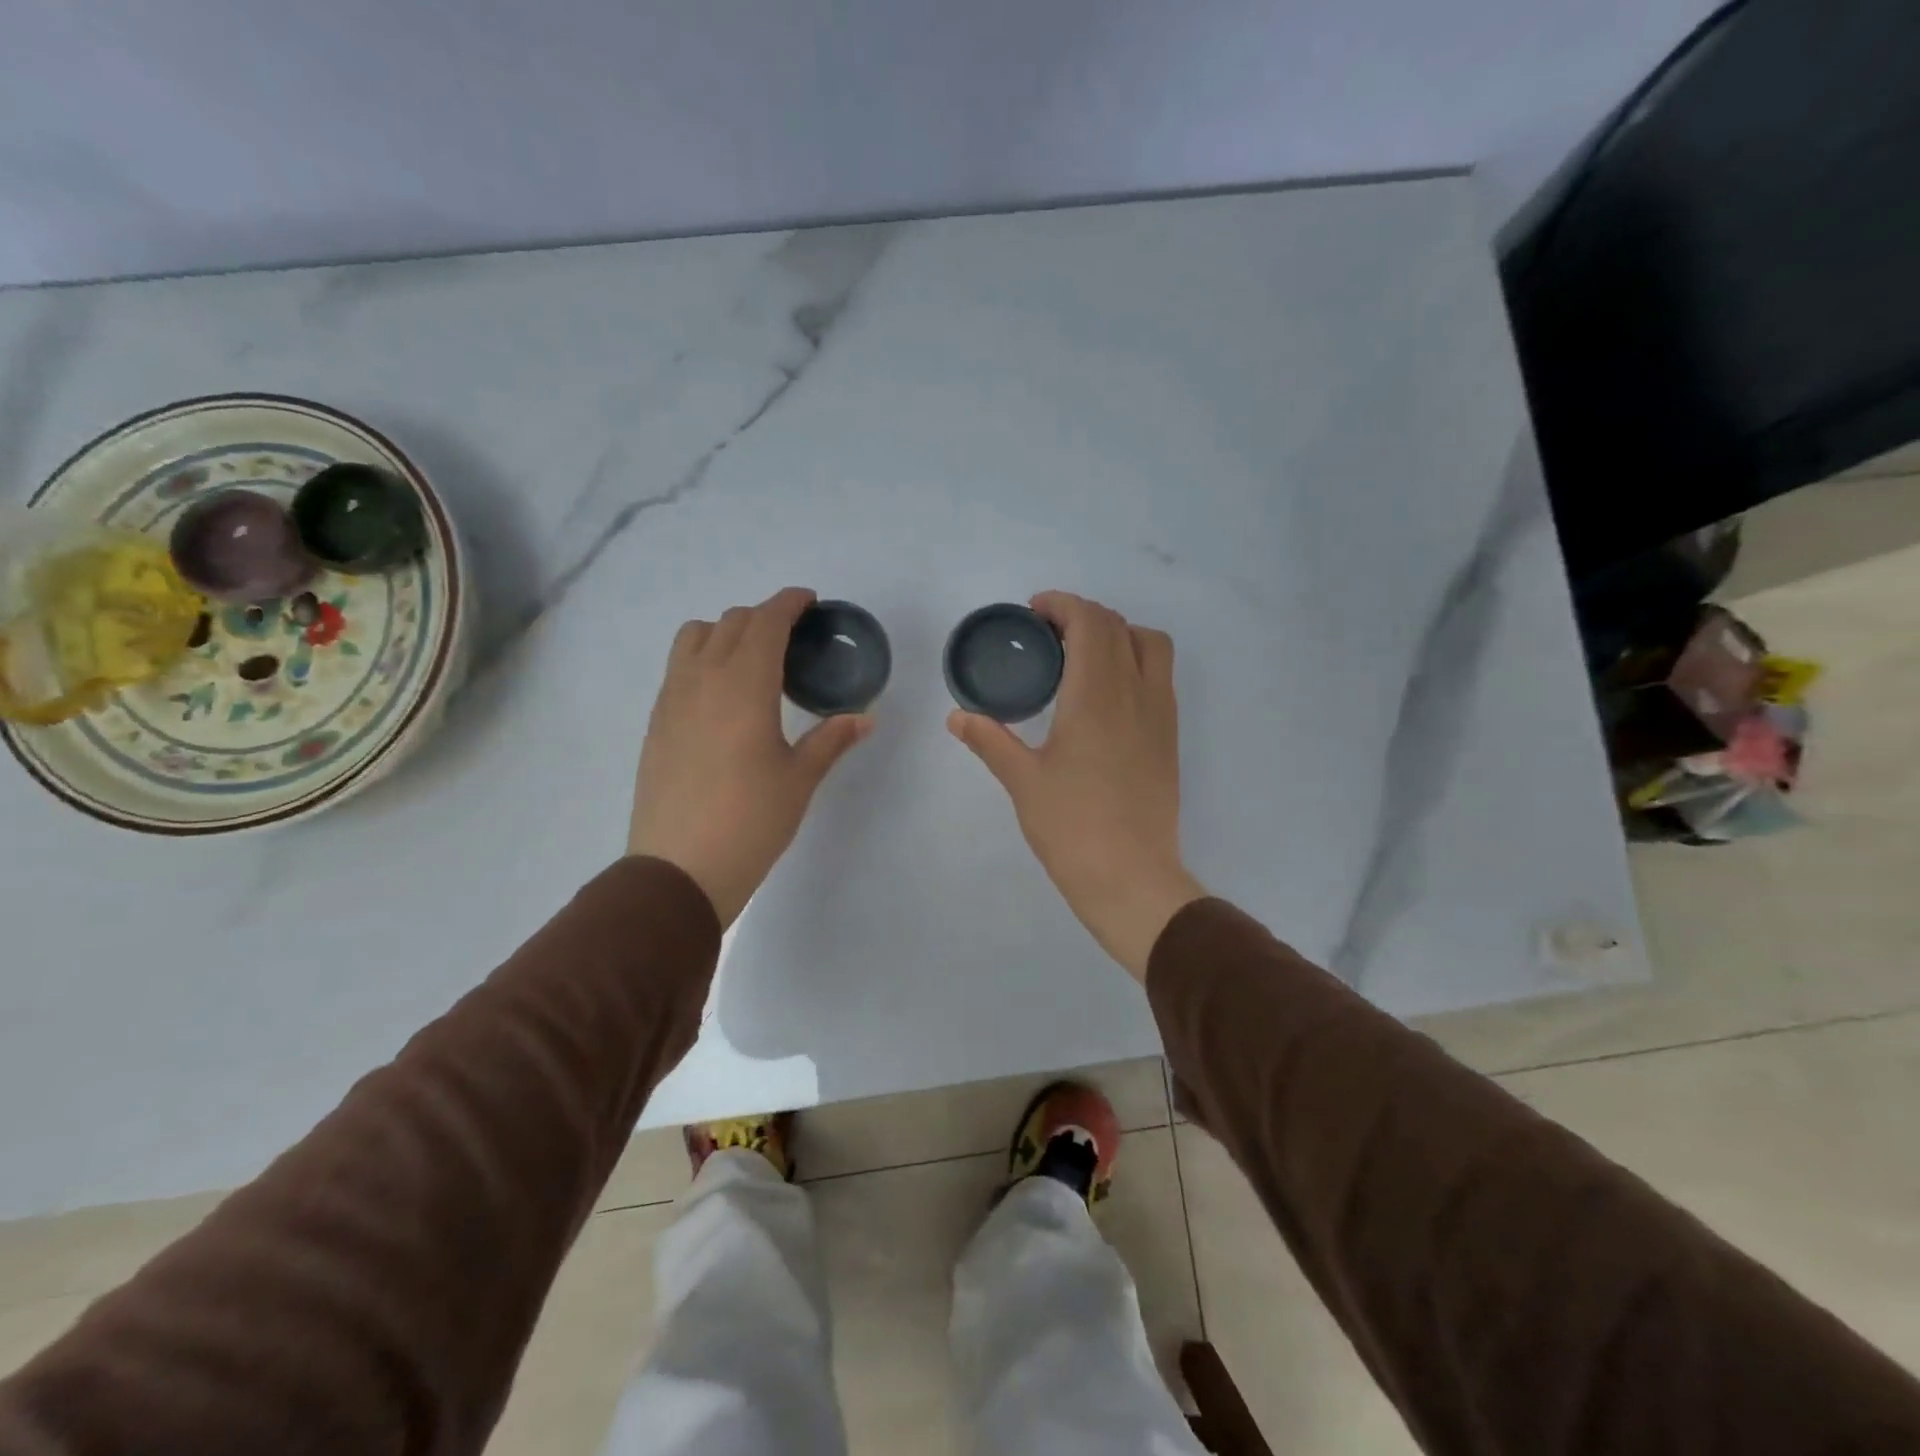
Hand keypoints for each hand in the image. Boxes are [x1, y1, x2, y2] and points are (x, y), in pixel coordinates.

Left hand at [629, 587, 872, 926]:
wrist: (679, 869)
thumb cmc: (750, 821)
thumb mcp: (799, 779)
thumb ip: (831, 740)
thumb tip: (865, 717)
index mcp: (744, 685)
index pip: (765, 622)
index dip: (788, 603)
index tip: (809, 602)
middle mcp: (702, 679)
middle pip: (730, 622)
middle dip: (763, 617)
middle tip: (792, 637)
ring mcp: (671, 699)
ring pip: (694, 637)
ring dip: (725, 632)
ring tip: (751, 659)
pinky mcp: (656, 722)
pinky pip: (678, 668)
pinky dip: (702, 659)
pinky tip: (722, 695)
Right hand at [947, 591, 1206, 981]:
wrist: (1131, 878)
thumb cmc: (1072, 828)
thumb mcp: (1023, 782)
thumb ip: (990, 740)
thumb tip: (957, 716)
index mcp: (1095, 696)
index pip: (1090, 622)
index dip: (1062, 605)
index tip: (1034, 613)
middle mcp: (1135, 693)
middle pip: (1119, 626)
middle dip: (1083, 616)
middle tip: (1047, 635)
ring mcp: (1160, 714)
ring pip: (1150, 645)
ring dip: (1117, 634)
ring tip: (1082, 657)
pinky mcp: (1170, 737)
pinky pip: (1159, 676)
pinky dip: (1134, 661)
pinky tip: (1105, 695)